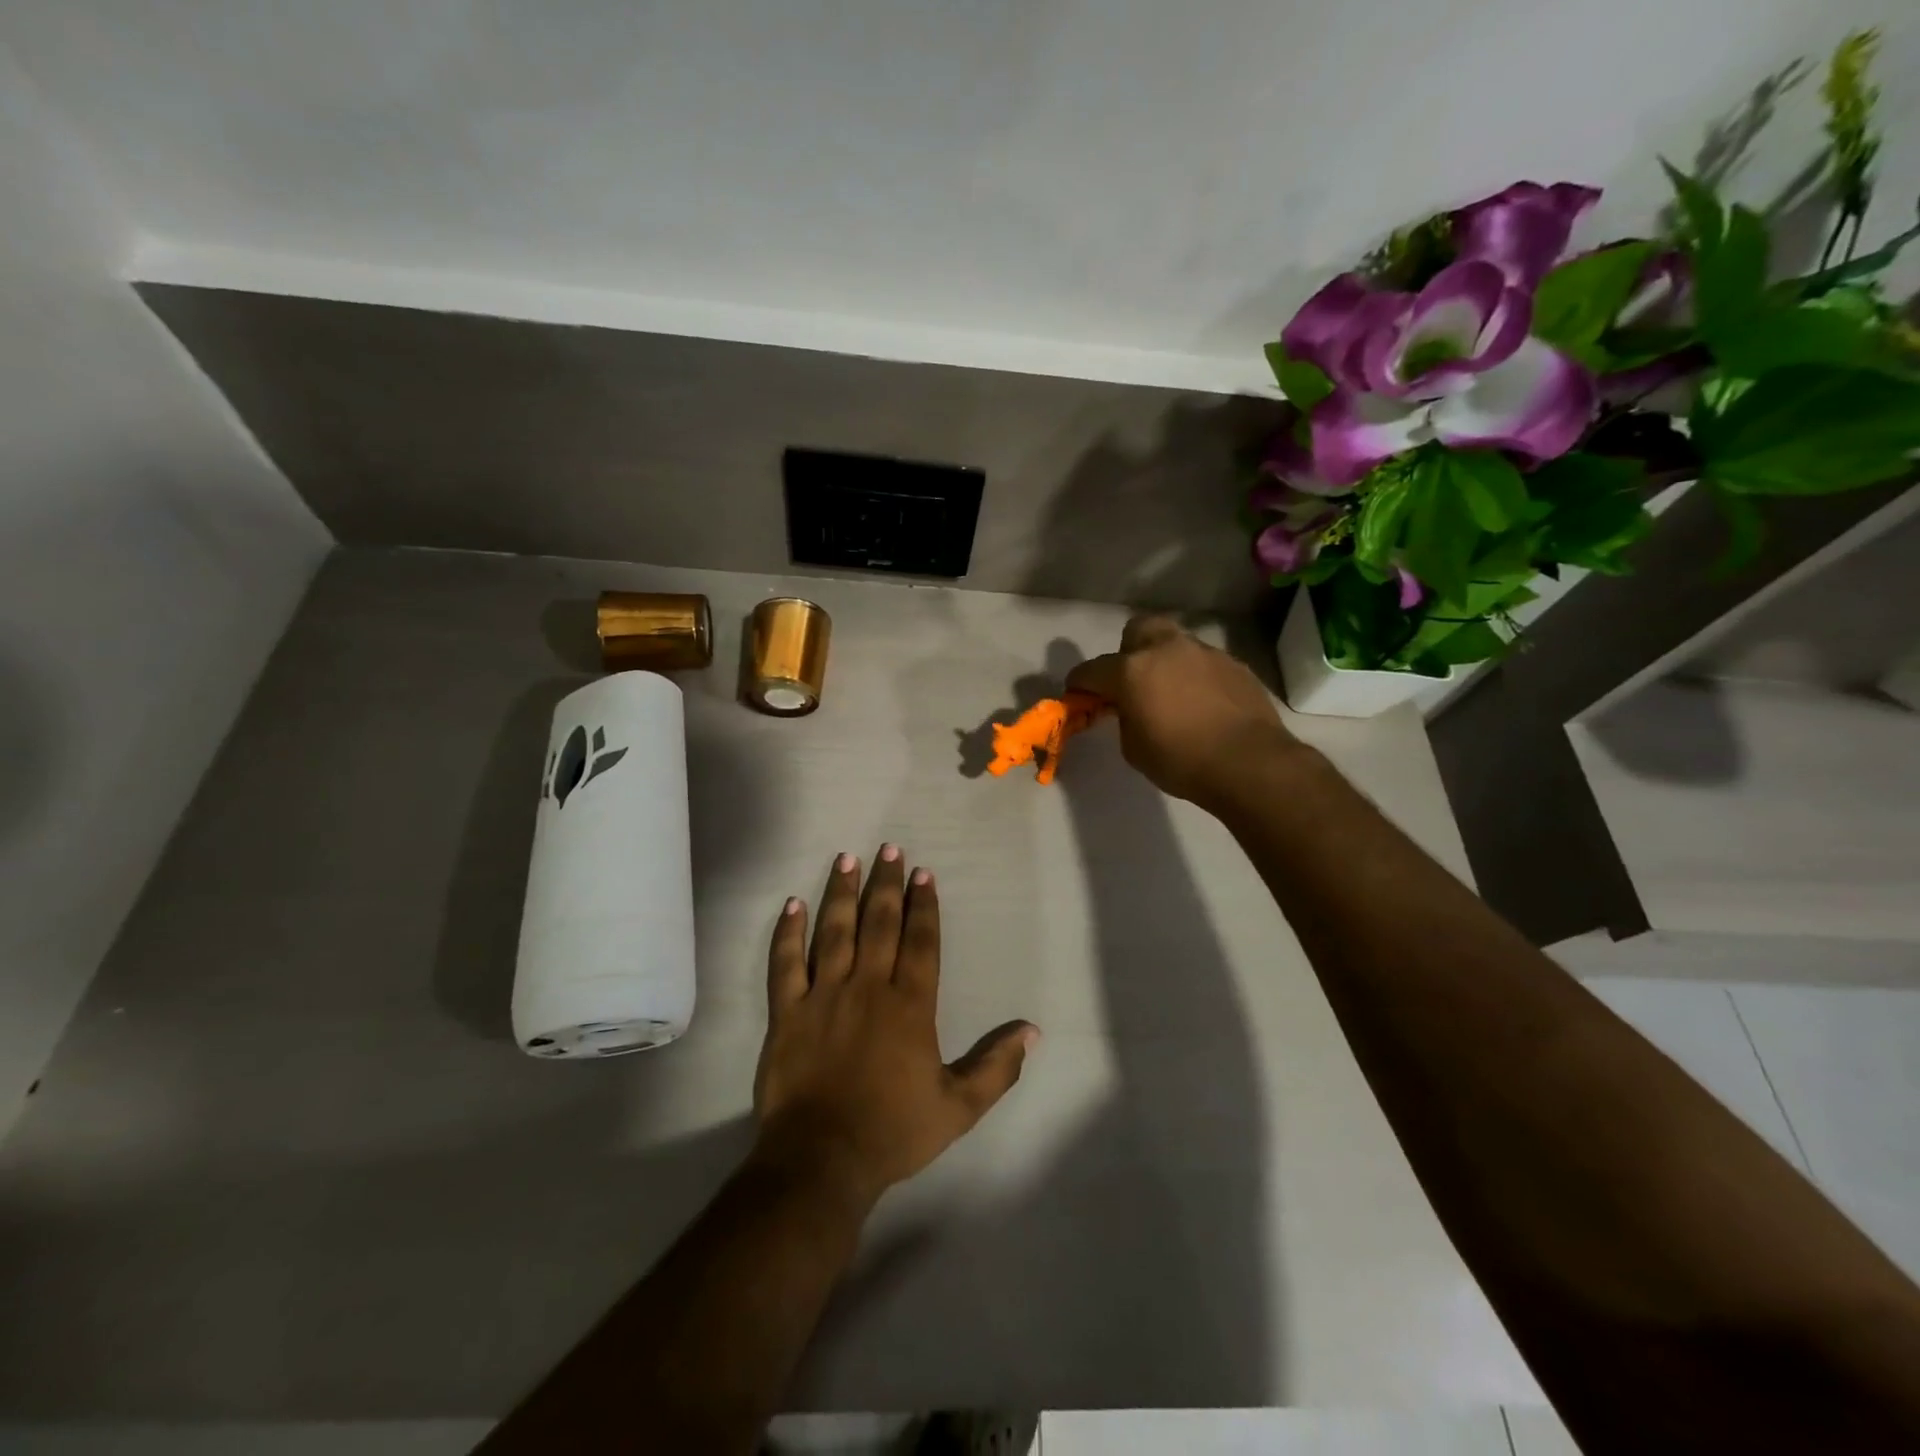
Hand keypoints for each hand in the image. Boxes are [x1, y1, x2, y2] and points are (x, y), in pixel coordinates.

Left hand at [752, 846, 1036, 1206]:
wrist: (821, 1160)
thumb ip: (996, 1067)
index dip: (924, 905)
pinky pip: (786, 963)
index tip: (924, 872)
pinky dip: (788, 932)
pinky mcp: (787, 1012)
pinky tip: (792, 905)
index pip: (920, 940)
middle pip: (879, 922)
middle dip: (887, 883)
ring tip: (847, 859)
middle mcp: (868, 987)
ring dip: (841, 892)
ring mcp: (823, 995)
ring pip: (834, 931)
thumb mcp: (958, 1107)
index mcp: (909, 1005)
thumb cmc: (893, 1132)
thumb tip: (1032, 1031)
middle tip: (889, 848)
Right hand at [1067, 614, 1296, 807]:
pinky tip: (1203, 704)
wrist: (1249, 763)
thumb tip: (1130, 706)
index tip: (1077, 695)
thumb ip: (1124, 717)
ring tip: (1173, 694)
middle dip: (1128, 651)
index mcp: (1132, 670)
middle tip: (1132, 681)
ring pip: (1175, 644)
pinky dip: (1196, 677)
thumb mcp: (1133, 747)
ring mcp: (1204, 653)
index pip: (1091, 670)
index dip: (1080, 684)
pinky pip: (1204, 663)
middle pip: (1137, 630)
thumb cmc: (1180, 760)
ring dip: (1166, 663)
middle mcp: (1166, 650)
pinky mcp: (1234, 664)